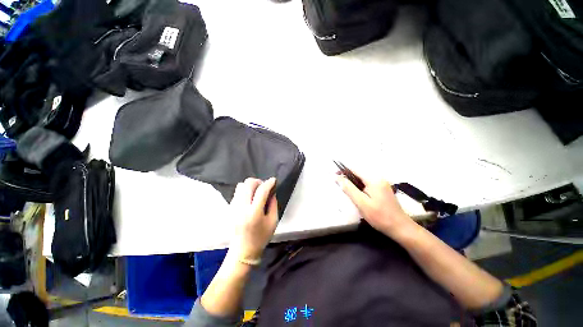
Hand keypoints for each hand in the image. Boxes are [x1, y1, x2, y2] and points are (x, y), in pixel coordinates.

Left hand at [229, 177, 277, 261]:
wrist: (243, 250)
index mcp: (254, 213)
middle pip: (248, 184)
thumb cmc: (261, 237)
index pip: (261, 191)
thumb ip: (273, 204)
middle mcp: (242, 207)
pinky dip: (245, 190)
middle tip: (264, 187)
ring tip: (257, 191)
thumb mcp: (273, 221)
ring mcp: (234, 207)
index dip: (268, 183)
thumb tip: (271, 192)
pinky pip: (237, 192)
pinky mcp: (231, 208)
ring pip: (241, 186)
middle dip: (258, 182)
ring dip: (251, 185)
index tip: (273, 180)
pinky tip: (250, 197)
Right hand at [336, 173, 415, 238]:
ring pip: (363, 178)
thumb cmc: (379, 216)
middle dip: (347, 176)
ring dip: (353, 181)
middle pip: (359, 172)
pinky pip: (368, 183)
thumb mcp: (361, 203)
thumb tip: (337, 177)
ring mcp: (382, 183)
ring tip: (345, 187)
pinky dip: (359, 185)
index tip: (334, 174)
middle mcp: (378, 178)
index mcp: (373, 179)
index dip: (343, 170)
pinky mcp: (383, 188)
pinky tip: (356, 192)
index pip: (355, 169)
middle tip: (338, 183)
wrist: (400, 227)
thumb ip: (349, 189)